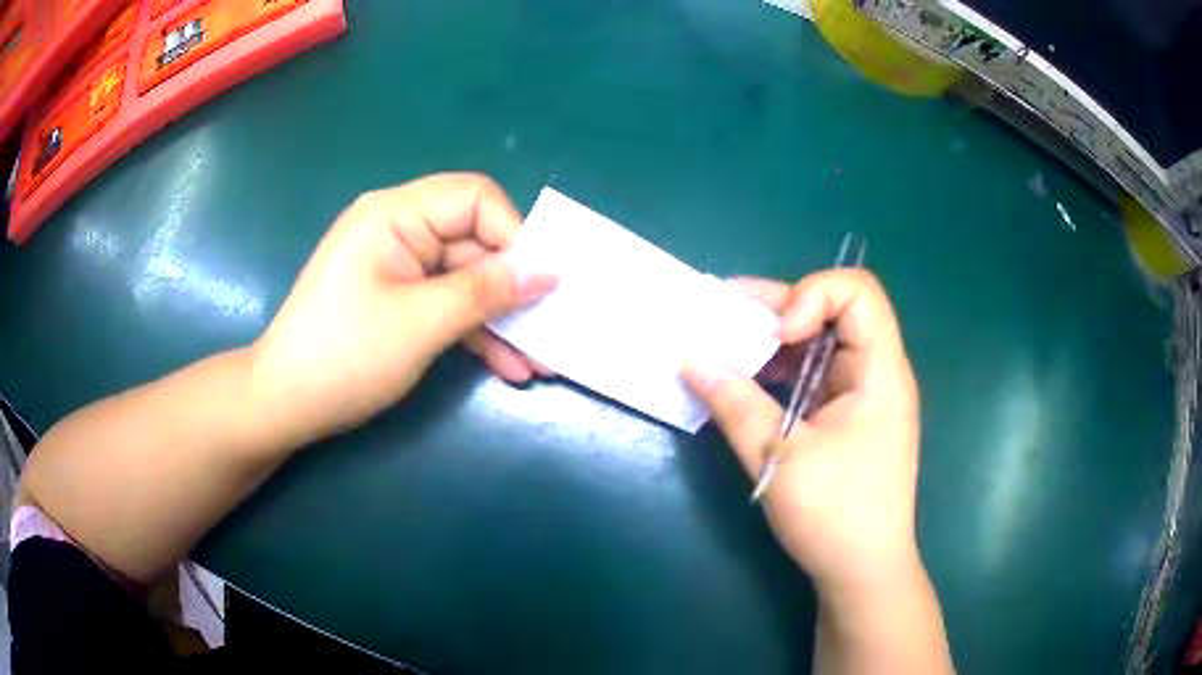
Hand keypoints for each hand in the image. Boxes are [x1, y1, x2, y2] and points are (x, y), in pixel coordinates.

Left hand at [249, 173, 556, 445]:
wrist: (284, 403)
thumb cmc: (344, 357)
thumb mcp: (421, 324)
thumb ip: (486, 291)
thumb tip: (549, 270)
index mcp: (395, 215)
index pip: (474, 198)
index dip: (512, 235)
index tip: (538, 284)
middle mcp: (398, 229)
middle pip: (474, 242)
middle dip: (512, 290)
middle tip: (548, 333)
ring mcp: (397, 266)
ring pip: (465, 279)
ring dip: (498, 318)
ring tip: (534, 362)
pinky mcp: (396, 297)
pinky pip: (445, 303)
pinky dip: (472, 331)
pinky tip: (504, 366)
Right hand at [682, 270, 921, 600]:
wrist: (863, 572)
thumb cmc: (835, 516)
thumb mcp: (779, 459)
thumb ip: (735, 404)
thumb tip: (690, 358)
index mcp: (880, 372)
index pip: (857, 291)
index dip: (812, 294)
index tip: (776, 336)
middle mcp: (877, 372)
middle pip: (835, 310)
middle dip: (779, 310)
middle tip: (725, 320)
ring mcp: (863, 395)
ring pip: (821, 343)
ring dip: (775, 343)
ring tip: (726, 350)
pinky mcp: (848, 417)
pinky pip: (815, 375)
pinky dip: (781, 373)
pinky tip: (748, 385)